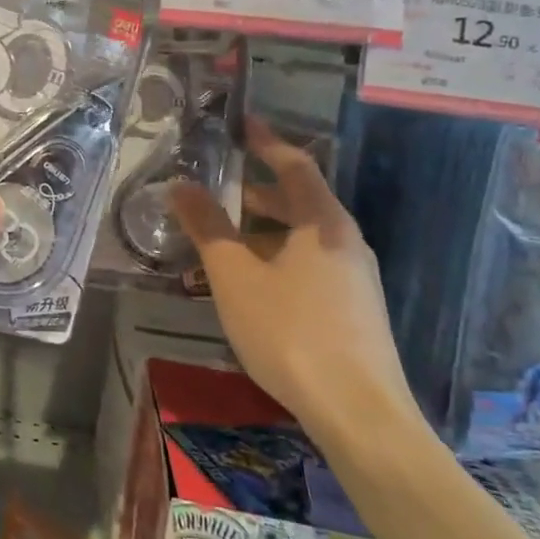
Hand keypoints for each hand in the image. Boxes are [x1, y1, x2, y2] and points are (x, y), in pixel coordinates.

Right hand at [170, 118, 418, 452]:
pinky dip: (275, 258)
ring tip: (219, 239)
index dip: (266, 142)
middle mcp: (346, 243)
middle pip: (299, 202)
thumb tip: (181, 186)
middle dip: (255, 192)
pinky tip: (248, 284)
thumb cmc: (290, 331)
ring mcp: (355, 279)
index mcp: (324, 223)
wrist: (359, 414)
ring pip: (301, 238)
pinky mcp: (353, 311)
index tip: (242, 124)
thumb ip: (207, 226)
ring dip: (261, 231)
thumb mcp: (234, 275)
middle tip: (215, 187)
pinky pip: (308, 266)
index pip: (294, 166)